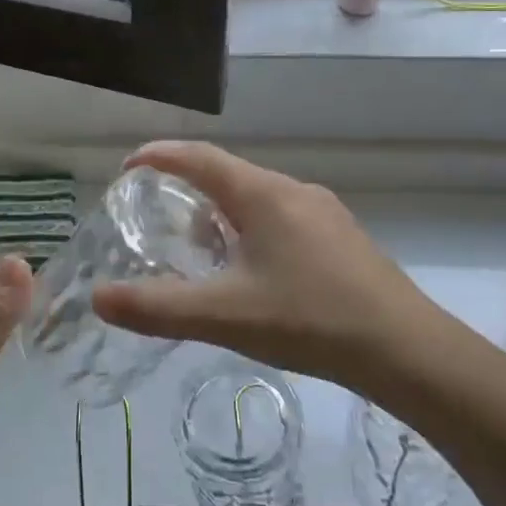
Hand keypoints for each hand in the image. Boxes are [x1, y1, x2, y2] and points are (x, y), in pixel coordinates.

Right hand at [91, 142, 445, 391]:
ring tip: (199, 246)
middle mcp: (292, 190)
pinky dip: (250, 229)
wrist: (407, 350)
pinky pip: (281, 217)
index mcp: (262, 194)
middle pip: (227, 174)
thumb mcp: (225, 315)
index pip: (199, 157)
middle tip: (155, 214)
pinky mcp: (341, 237)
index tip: (127, 168)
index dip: (159, 156)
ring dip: (221, 211)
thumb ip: (158, 307)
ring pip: (257, 198)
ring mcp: (323, 212)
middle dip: (187, 187)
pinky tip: (252, 270)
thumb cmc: (309, 320)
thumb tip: (98, 298)